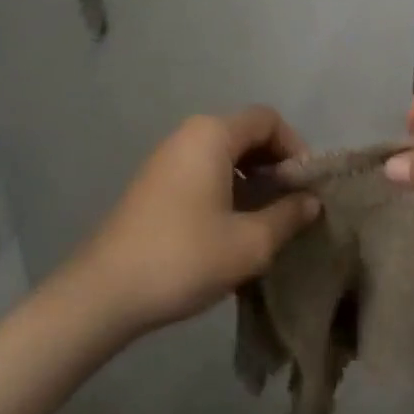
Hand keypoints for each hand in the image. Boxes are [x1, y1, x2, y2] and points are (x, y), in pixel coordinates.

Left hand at [72, 107, 319, 333]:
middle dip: (275, 164)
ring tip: (265, 219)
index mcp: (212, 135)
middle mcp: (188, 134)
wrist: (102, 294)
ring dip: (251, 179)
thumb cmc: (183, 258)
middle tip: (291, 204)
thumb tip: (311, 202)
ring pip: (224, 154)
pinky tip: (231, 227)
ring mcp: (166, 158)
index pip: (268, 120)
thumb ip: (288, 216)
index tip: (305, 187)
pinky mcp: (153, 183)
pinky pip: (202, 170)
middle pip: (246, 133)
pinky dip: (226, 187)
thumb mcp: (249, 243)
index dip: (295, 147)